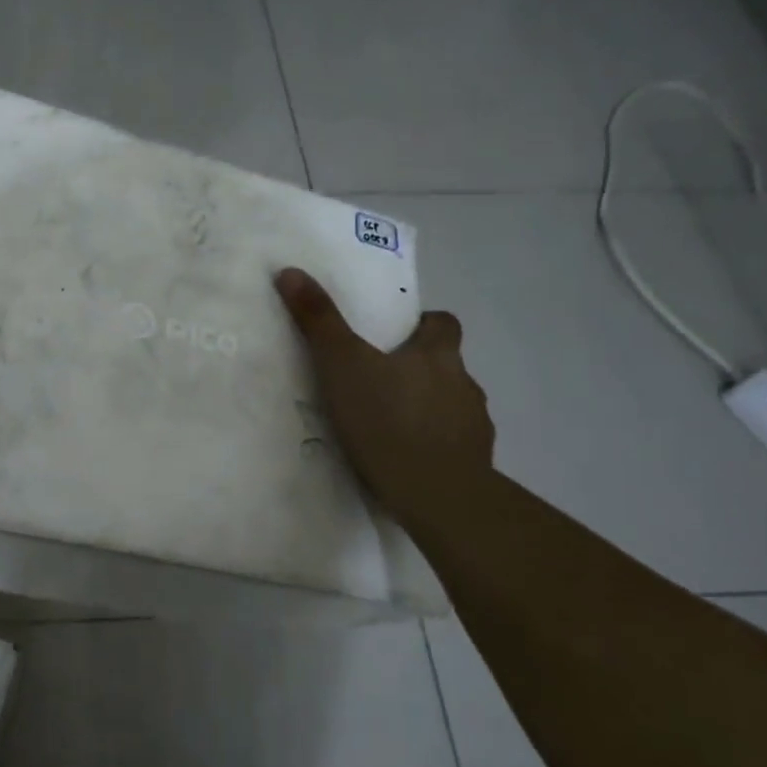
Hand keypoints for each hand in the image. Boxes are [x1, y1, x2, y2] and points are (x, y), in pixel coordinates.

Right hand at [275, 267, 494, 527]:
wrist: (439, 496)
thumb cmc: (388, 420)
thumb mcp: (342, 364)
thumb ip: (318, 320)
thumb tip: (291, 271)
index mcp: (437, 355)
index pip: (443, 324)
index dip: (423, 324)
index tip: (397, 335)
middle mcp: (464, 384)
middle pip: (446, 365)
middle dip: (418, 369)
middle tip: (379, 381)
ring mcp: (473, 426)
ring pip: (450, 406)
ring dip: (426, 409)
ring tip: (388, 425)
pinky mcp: (474, 465)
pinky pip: (453, 446)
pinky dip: (432, 446)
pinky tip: (405, 460)